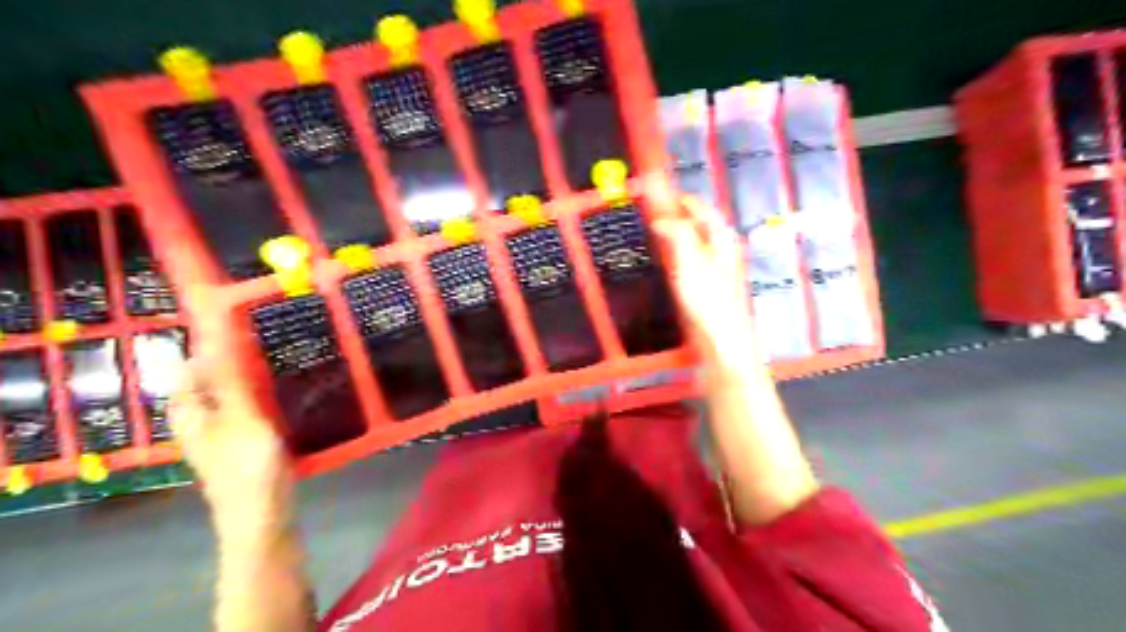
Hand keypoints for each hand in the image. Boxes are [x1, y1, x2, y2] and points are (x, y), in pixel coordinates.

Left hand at [170, 284, 293, 539]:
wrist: (263, 518)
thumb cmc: (249, 468)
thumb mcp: (243, 419)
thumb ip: (229, 382)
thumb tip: (212, 342)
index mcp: (193, 417)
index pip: (187, 374)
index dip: (203, 350)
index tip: (233, 327)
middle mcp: (202, 426)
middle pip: (208, 386)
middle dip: (229, 363)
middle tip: (262, 343)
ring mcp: (224, 439)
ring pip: (230, 400)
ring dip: (248, 381)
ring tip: (279, 363)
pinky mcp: (245, 449)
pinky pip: (248, 414)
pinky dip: (261, 400)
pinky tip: (286, 397)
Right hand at [657, 197, 759, 366]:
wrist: (723, 342)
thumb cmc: (708, 301)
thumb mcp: (691, 262)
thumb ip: (678, 234)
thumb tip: (662, 218)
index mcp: (722, 239)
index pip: (702, 209)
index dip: (681, 200)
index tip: (660, 194)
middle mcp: (722, 249)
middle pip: (699, 224)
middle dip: (677, 215)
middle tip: (653, 212)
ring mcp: (717, 268)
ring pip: (695, 242)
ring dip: (676, 233)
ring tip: (654, 232)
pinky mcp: (709, 286)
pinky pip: (691, 259)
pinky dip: (677, 252)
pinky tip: (665, 260)